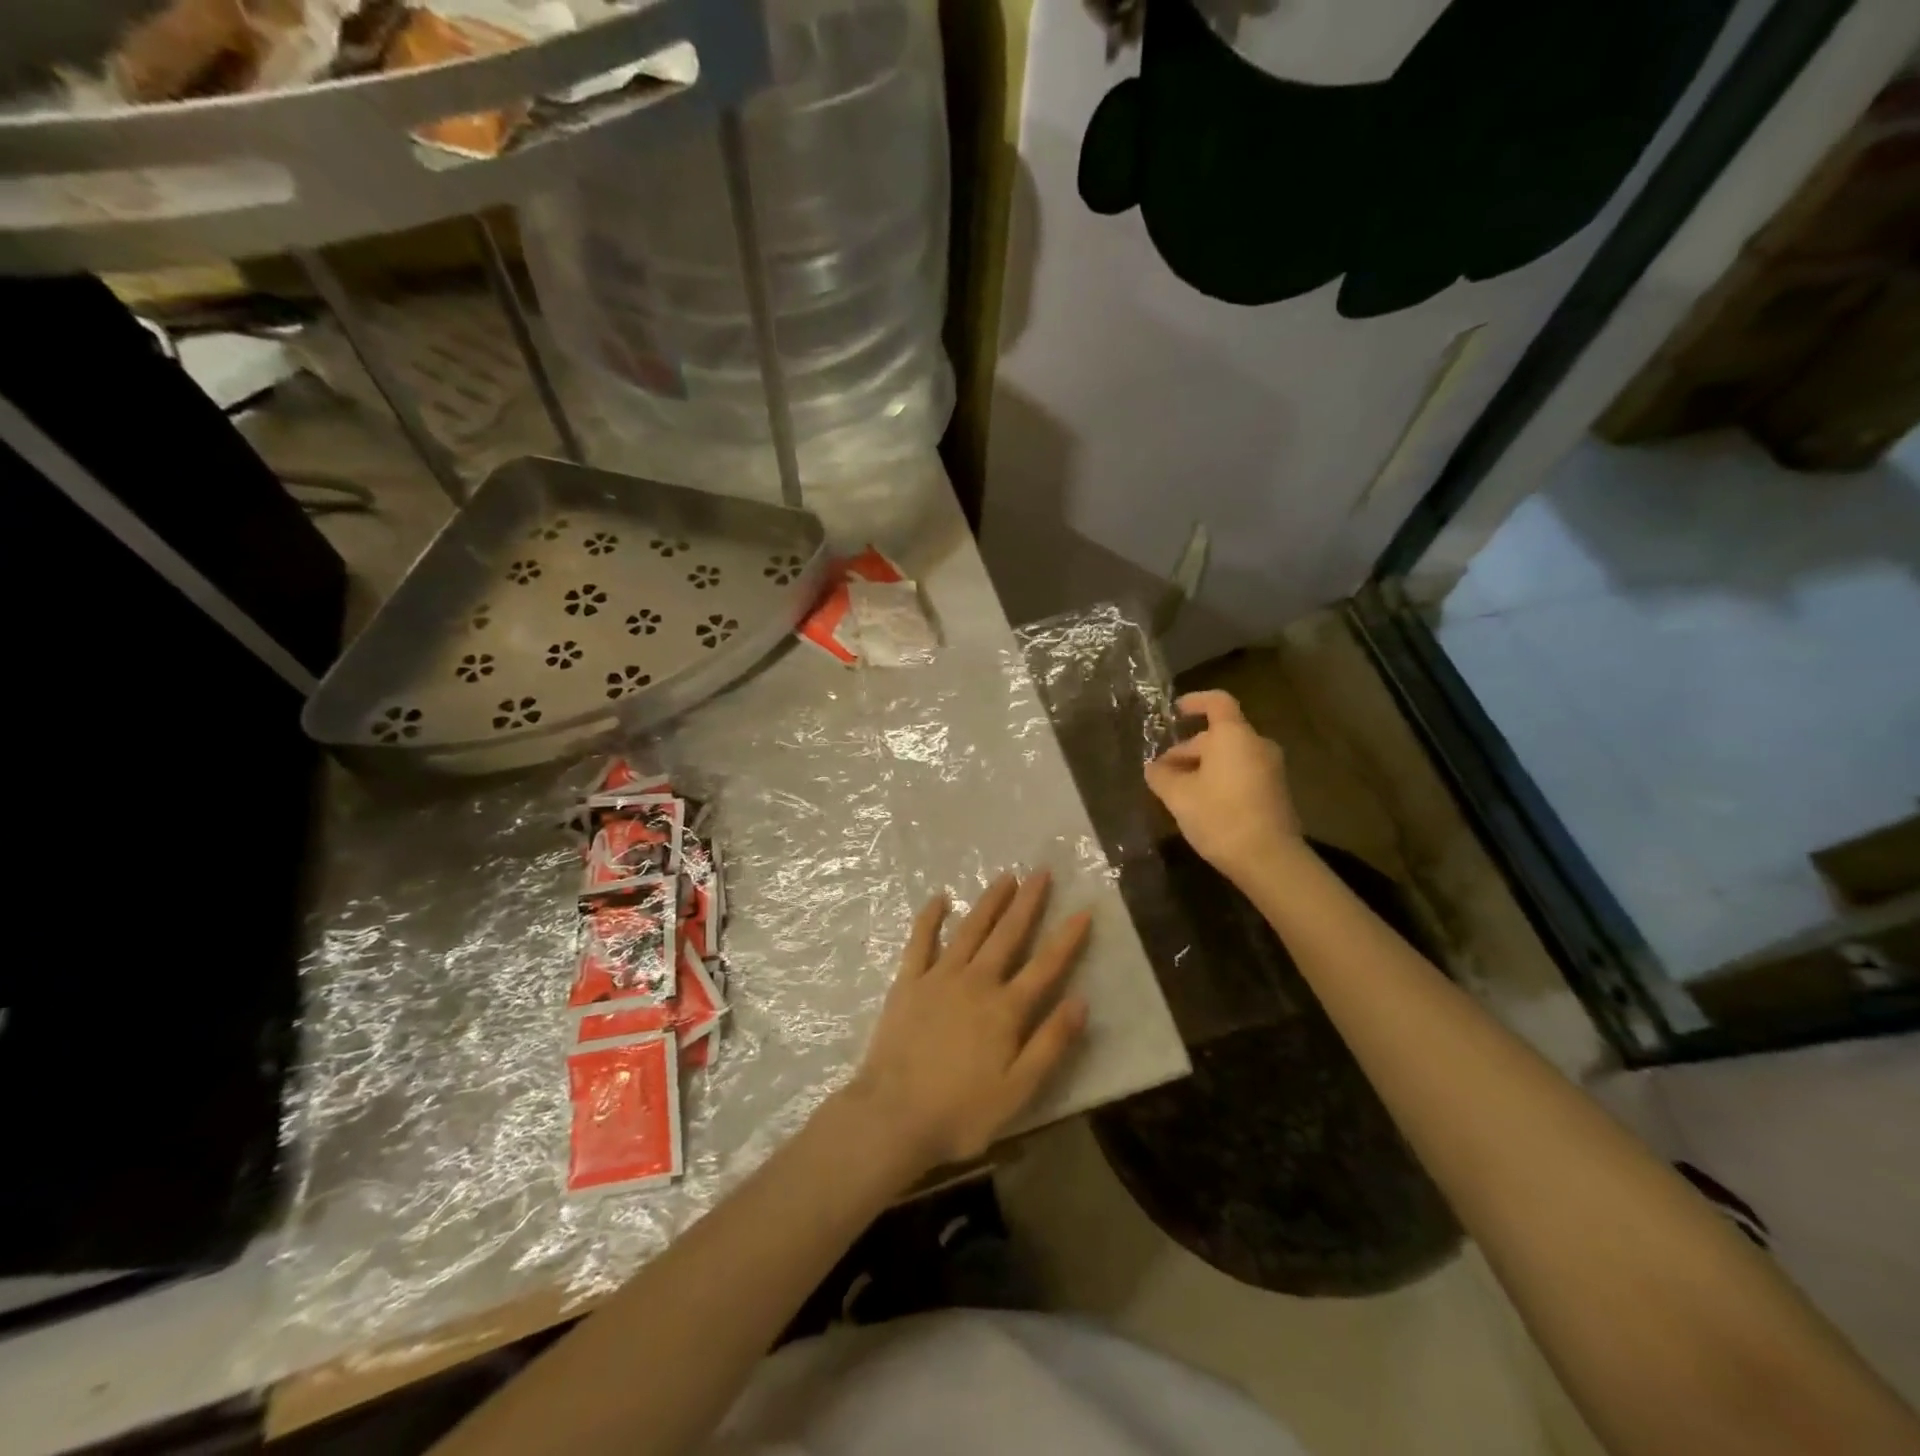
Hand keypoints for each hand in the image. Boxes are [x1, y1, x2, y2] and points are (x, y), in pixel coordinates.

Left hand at [846, 872, 1090, 1174]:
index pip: (1045, 966)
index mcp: (1005, 1009)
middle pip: (1007, 935)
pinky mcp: (908, 982)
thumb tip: (1081, 1001)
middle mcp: (976, 982)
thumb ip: (1051, 1044)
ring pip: (969, 930)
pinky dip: (930, 917)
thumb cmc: (960, 1112)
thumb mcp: (1018, 1090)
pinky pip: (920, 941)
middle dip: (1027, 902)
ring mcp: (938, 977)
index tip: (1083, 909)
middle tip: (1041, 872)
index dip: (1067, 938)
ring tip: (1005, 877)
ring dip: (989, 902)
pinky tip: (940, 898)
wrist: (892, 1116)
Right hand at [1145, 689, 1302, 881]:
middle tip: (1162, 771)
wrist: (1269, 859)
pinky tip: (1201, 803)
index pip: (1216, 702)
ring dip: (1202, 766)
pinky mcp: (1275, 792)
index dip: (1195, 701)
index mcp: (1234, 736)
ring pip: (1229, 756)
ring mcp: (1270, 769)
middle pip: (1219, 735)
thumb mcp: (1178, 796)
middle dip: (1188, 749)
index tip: (1175, 711)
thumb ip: (1161, 775)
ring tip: (1178, 790)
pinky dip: (1220, 779)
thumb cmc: (1219, 816)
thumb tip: (1153, 767)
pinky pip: (1242, 773)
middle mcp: (1256, 745)